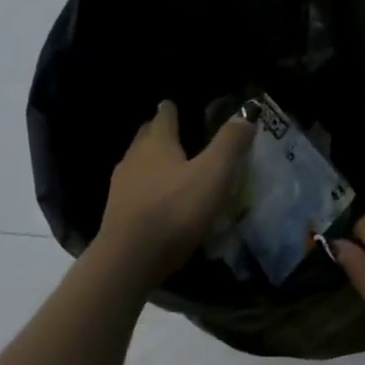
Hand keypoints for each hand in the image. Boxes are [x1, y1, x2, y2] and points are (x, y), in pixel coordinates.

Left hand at [99, 101, 254, 280]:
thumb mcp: (213, 174)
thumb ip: (230, 143)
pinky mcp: (116, 214)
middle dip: (158, 132)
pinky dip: (145, 187)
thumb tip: (247, 112)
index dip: (171, 109)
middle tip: (174, 132)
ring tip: (168, 166)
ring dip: (150, 160)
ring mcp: (120, 187)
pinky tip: (157, 200)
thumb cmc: (175, 210)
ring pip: (136, 163)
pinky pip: (133, 190)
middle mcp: (134, 158)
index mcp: (157, 143)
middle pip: (145, 137)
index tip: (173, 104)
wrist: (129, 259)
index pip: (164, 116)